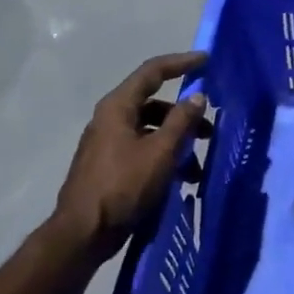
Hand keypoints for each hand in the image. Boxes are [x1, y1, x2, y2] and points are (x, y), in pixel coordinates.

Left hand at [51, 52, 210, 252]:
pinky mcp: (110, 165)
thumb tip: (198, 96)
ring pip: (151, 130)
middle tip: (210, 128)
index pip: (152, 72)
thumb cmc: (123, 186)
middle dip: (185, 114)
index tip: (207, 61)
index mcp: (117, 107)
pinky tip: (180, 179)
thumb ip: (181, 121)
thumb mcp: (160, 152)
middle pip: (154, 103)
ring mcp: (107, 143)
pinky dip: (164, 156)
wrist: (83, 233)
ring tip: (198, 166)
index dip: (181, 63)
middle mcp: (110, 119)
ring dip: (177, 141)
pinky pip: (143, 149)